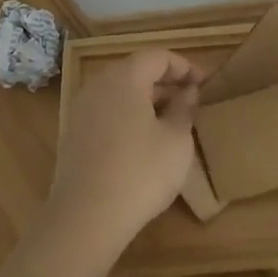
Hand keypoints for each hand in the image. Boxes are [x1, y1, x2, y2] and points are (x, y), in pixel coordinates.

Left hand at [45, 49, 199, 258]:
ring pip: (120, 94)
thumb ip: (184, 108)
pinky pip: (106, 114)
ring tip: (171, 122)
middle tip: (190, 101)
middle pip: (135, 71)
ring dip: (146, 101)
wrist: (85, 220)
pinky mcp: (73, 136)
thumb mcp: (176, 140)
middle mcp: (98, 86)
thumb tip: (188, 92)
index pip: (157, 56)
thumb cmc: (140, 173)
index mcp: (124, 78)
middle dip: (165, 82)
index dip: (184, 66)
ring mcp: (81, 111)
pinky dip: (128, 117)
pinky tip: (144, 143)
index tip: (204, 84)